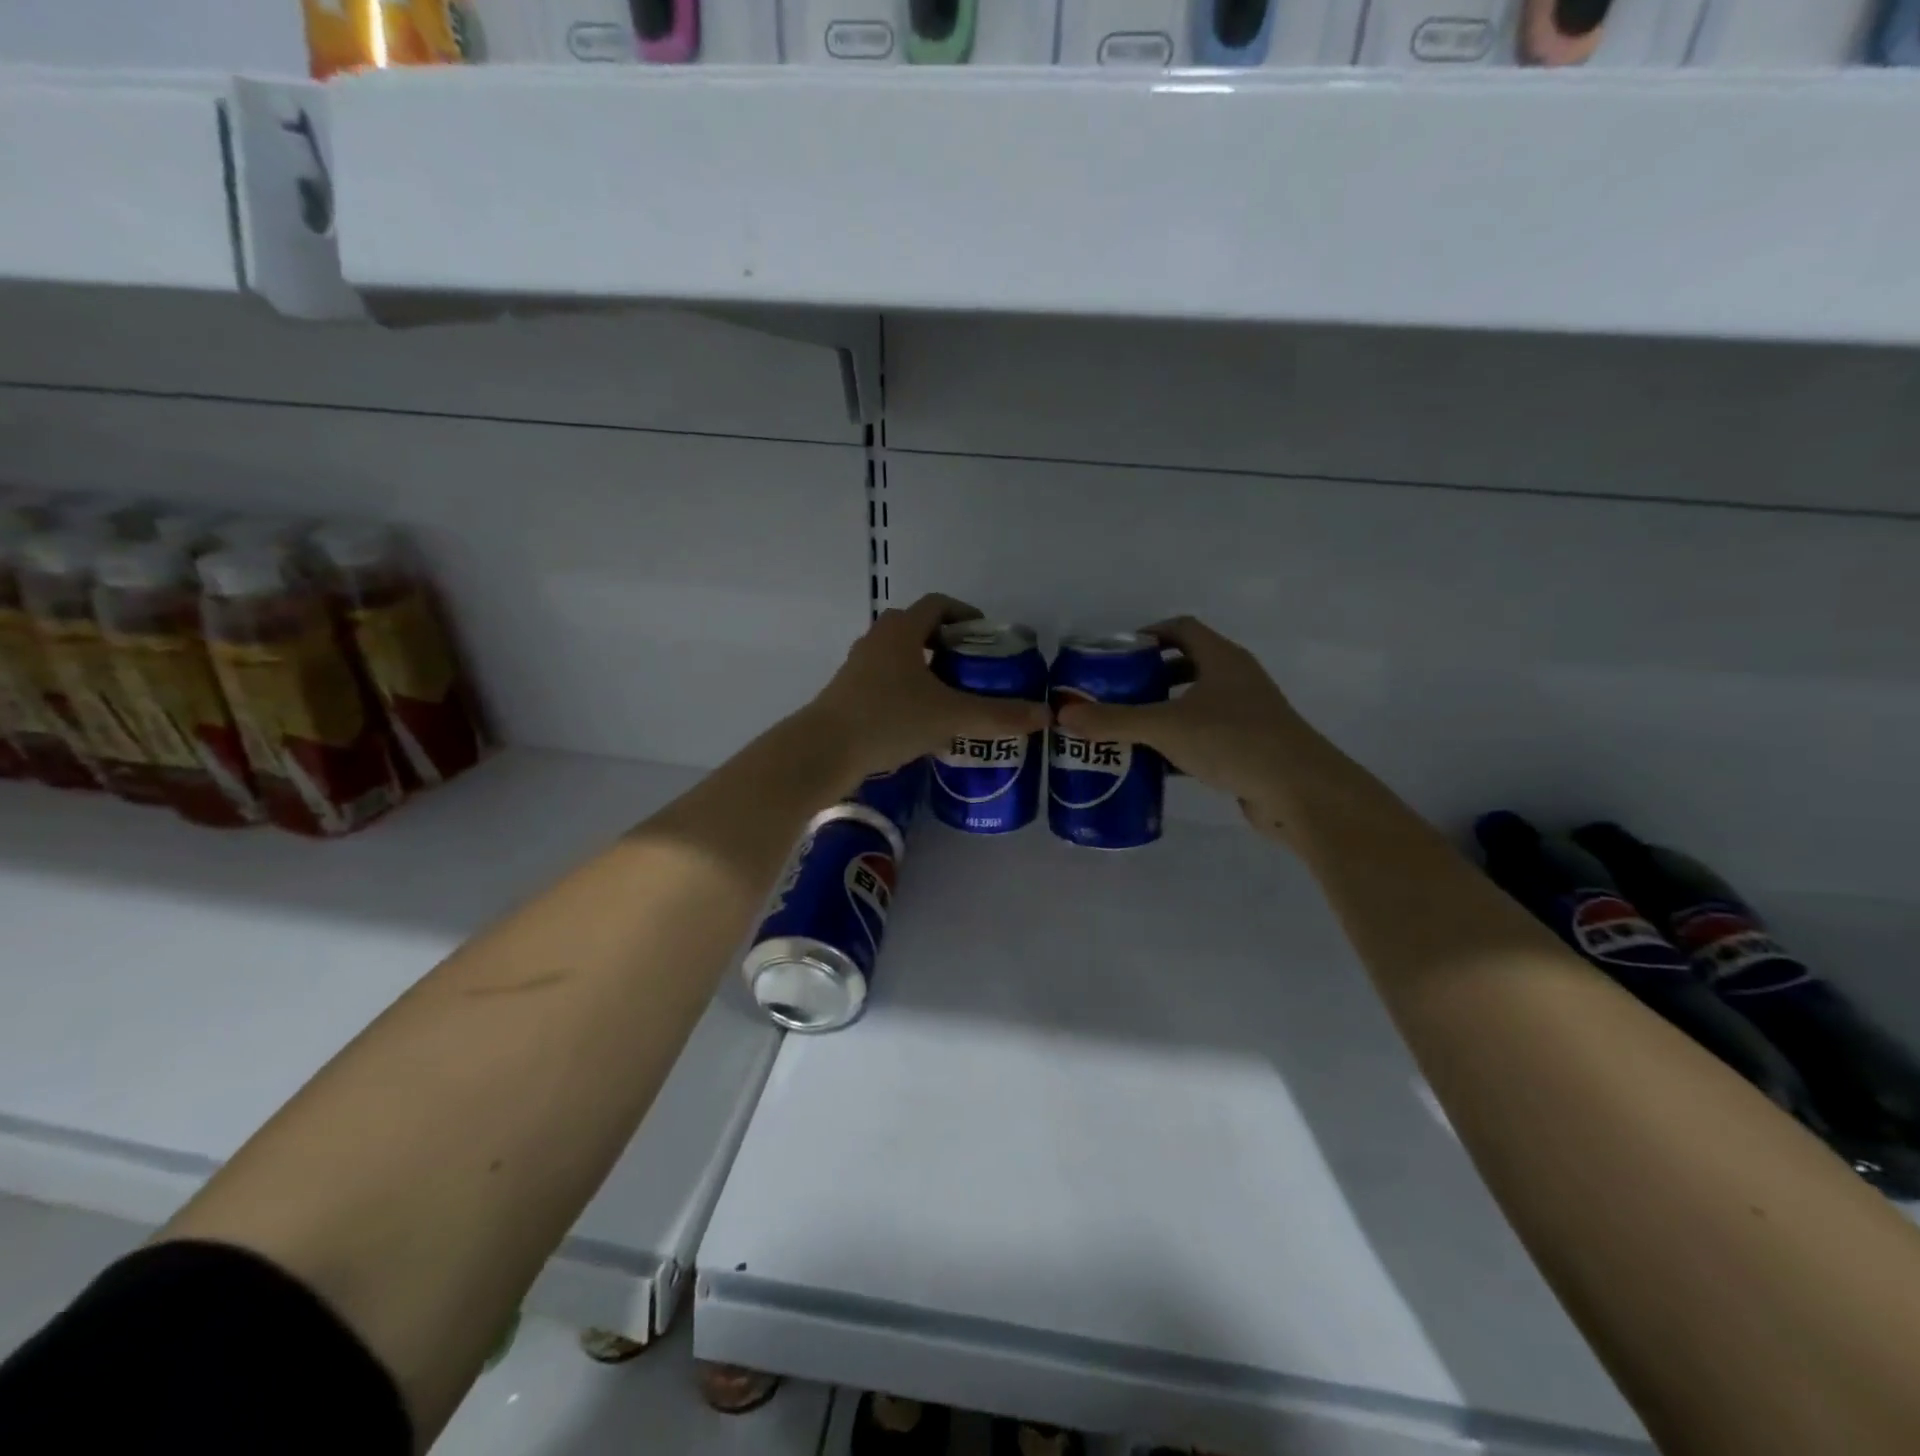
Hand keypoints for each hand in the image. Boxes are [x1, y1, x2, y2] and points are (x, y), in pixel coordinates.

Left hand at [808, 594, 1049, 781]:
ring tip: (953, 697)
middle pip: (918, 629)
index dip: (966, 615)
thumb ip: (999, 715)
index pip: (938, 605)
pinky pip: (886, 683)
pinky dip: (908, 692)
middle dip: (948, 645)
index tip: (986, 637)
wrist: (823, 752)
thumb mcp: (951, 716)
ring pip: (900, 658)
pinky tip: (923, 723)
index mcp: (901, 630)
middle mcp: (877, 640)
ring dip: (927, 670)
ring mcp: (858, 668)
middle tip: (974, 669)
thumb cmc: (888, 719)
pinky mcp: (847, 695)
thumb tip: (1045, 715)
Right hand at [1054, 616, 1323, 835]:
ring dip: (1163, 711)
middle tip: (1113, 692)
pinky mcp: (1249, 747)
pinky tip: (1153, 763)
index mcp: (1221, 658)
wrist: (1300, 792)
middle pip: (1186, 665)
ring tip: (1126, 727)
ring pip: (1195, 703)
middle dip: (1149, 676)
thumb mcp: (1166, 727)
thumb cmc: (1233, 741)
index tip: (1115, 654)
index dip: (1148, 634)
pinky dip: (1178, 743)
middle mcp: (1236, 679)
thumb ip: (1114, 721)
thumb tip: (1063, 715)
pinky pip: (1205, 736)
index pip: (1181, 628)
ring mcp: (1246, 714)